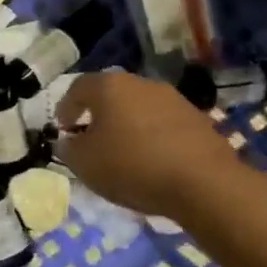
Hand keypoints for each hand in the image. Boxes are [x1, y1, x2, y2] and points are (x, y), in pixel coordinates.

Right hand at [56, 72, 232, 217]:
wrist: (204, 183)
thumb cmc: (132, 166)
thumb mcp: (85, 164)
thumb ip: (69, 149)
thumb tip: (69, 142)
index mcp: (109, 86)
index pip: (78, 88)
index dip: (66, 108)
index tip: (63, 129)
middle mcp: (141, 83)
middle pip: (111, 95)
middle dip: (99, 115)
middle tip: (91, 140)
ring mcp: (173, 99)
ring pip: (139, 109)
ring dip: (128, 126)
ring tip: (123, 154)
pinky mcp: (198, 120)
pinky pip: (163, 125)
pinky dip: (152, 138)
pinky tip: (152, 162)